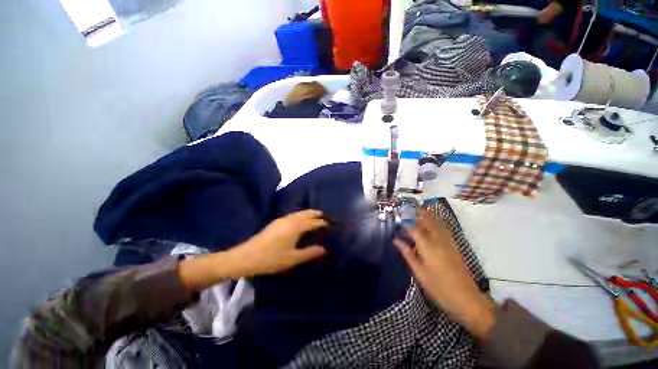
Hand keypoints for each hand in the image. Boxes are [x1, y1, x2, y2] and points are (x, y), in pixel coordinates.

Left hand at [226, 209, 327, 276]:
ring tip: (314, 216)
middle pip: (305, 213)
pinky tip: (299, 220)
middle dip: (315, 213)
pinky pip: (292, 215)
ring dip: (307, 213)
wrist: (246, 256)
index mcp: (296, 227)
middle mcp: (290, 220)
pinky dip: (300, 215)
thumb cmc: (271, 258)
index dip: (322, 223)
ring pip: (298, 213)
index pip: (313, 222)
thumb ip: (310, 253)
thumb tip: (324, 249)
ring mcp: (281, 220)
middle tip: (324, 215)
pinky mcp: (275, 223)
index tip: (330, 224)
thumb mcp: (293, 258)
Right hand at [394, 211, 495, 339]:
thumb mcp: (419, 273)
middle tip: (408, 208)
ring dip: (428, 215)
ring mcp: (448, 243)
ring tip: (419, 210)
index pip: (414, 229)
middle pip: (427, 222)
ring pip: (437, 223)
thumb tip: (396, 239)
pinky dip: (437, 222)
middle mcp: (438, 240)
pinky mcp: (455, 247)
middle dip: (418, 213)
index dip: (405, 222)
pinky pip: (444, 229)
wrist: (467, 300)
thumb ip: (407, 254)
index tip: (397, 218)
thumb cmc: (439, 288)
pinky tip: (433, 223)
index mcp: (428, 246)